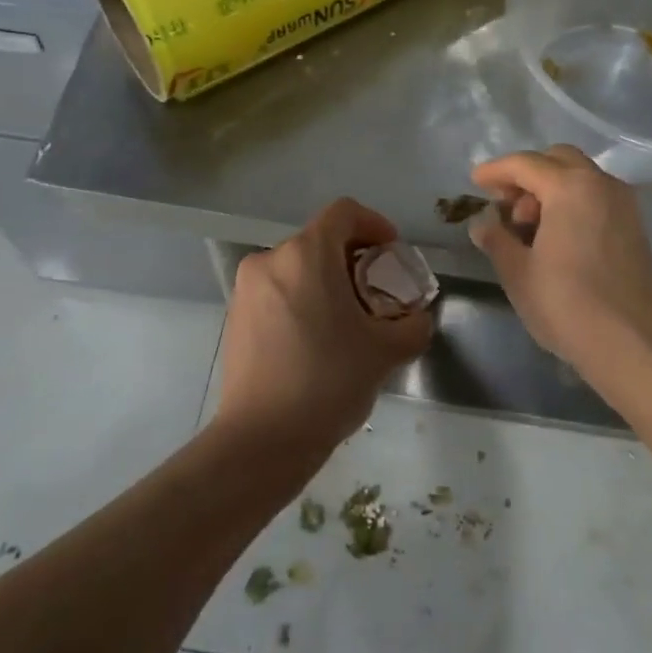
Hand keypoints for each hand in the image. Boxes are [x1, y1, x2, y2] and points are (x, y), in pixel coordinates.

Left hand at [214, 198, 433, 452]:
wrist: (262, 439)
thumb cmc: (328, 381)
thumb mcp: (386, 352)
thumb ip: (413, 325)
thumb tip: (415, 319)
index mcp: (306, 254)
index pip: (345, 212)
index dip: (375, 224)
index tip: (392, 254)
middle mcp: (271, 259)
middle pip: (320, 240)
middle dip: (353, 259)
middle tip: (377, 293)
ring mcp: (247, 288)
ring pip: (297, 267)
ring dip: (327, 281)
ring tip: (348, 321)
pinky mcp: (235, 316)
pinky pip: (277, 291)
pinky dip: (302, 299)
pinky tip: (317, 340)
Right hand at [469, 146, 651, 382]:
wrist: (632, 345)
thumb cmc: (566, 305)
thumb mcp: (518, 273)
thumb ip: (496, 239)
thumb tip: (483, 224)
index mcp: (570, 188)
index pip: (525, 164)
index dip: (496, 170)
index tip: (475, 182)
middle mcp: (601, 184)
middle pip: (558, 160)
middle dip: (527, 175)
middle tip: (505, 205)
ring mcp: (624, 204)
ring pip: (580, 177)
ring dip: (551, 189)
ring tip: (528, 227)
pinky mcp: (635, 227)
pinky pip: (596, 197)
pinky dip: (572, 203)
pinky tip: (556, 237)